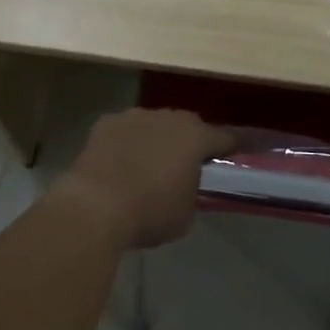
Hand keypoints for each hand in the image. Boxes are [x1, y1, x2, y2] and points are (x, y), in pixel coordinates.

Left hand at [55, 109, 235, 249]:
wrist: (96, 205)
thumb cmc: (149, 212)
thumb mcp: (185, 213)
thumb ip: (193, 191)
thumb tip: (186, 184)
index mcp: (195, 137)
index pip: (224, 137)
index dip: (231, 147)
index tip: (234, 156)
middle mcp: (168, 118)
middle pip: (187, 125)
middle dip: (189, 140)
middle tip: (185, 163)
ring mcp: (135, 116)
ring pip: (154, 123)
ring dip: (156, 138)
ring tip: (148, 163)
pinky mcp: (107, 122)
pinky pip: (125, 129)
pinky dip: (127, 141)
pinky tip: (119, 162)